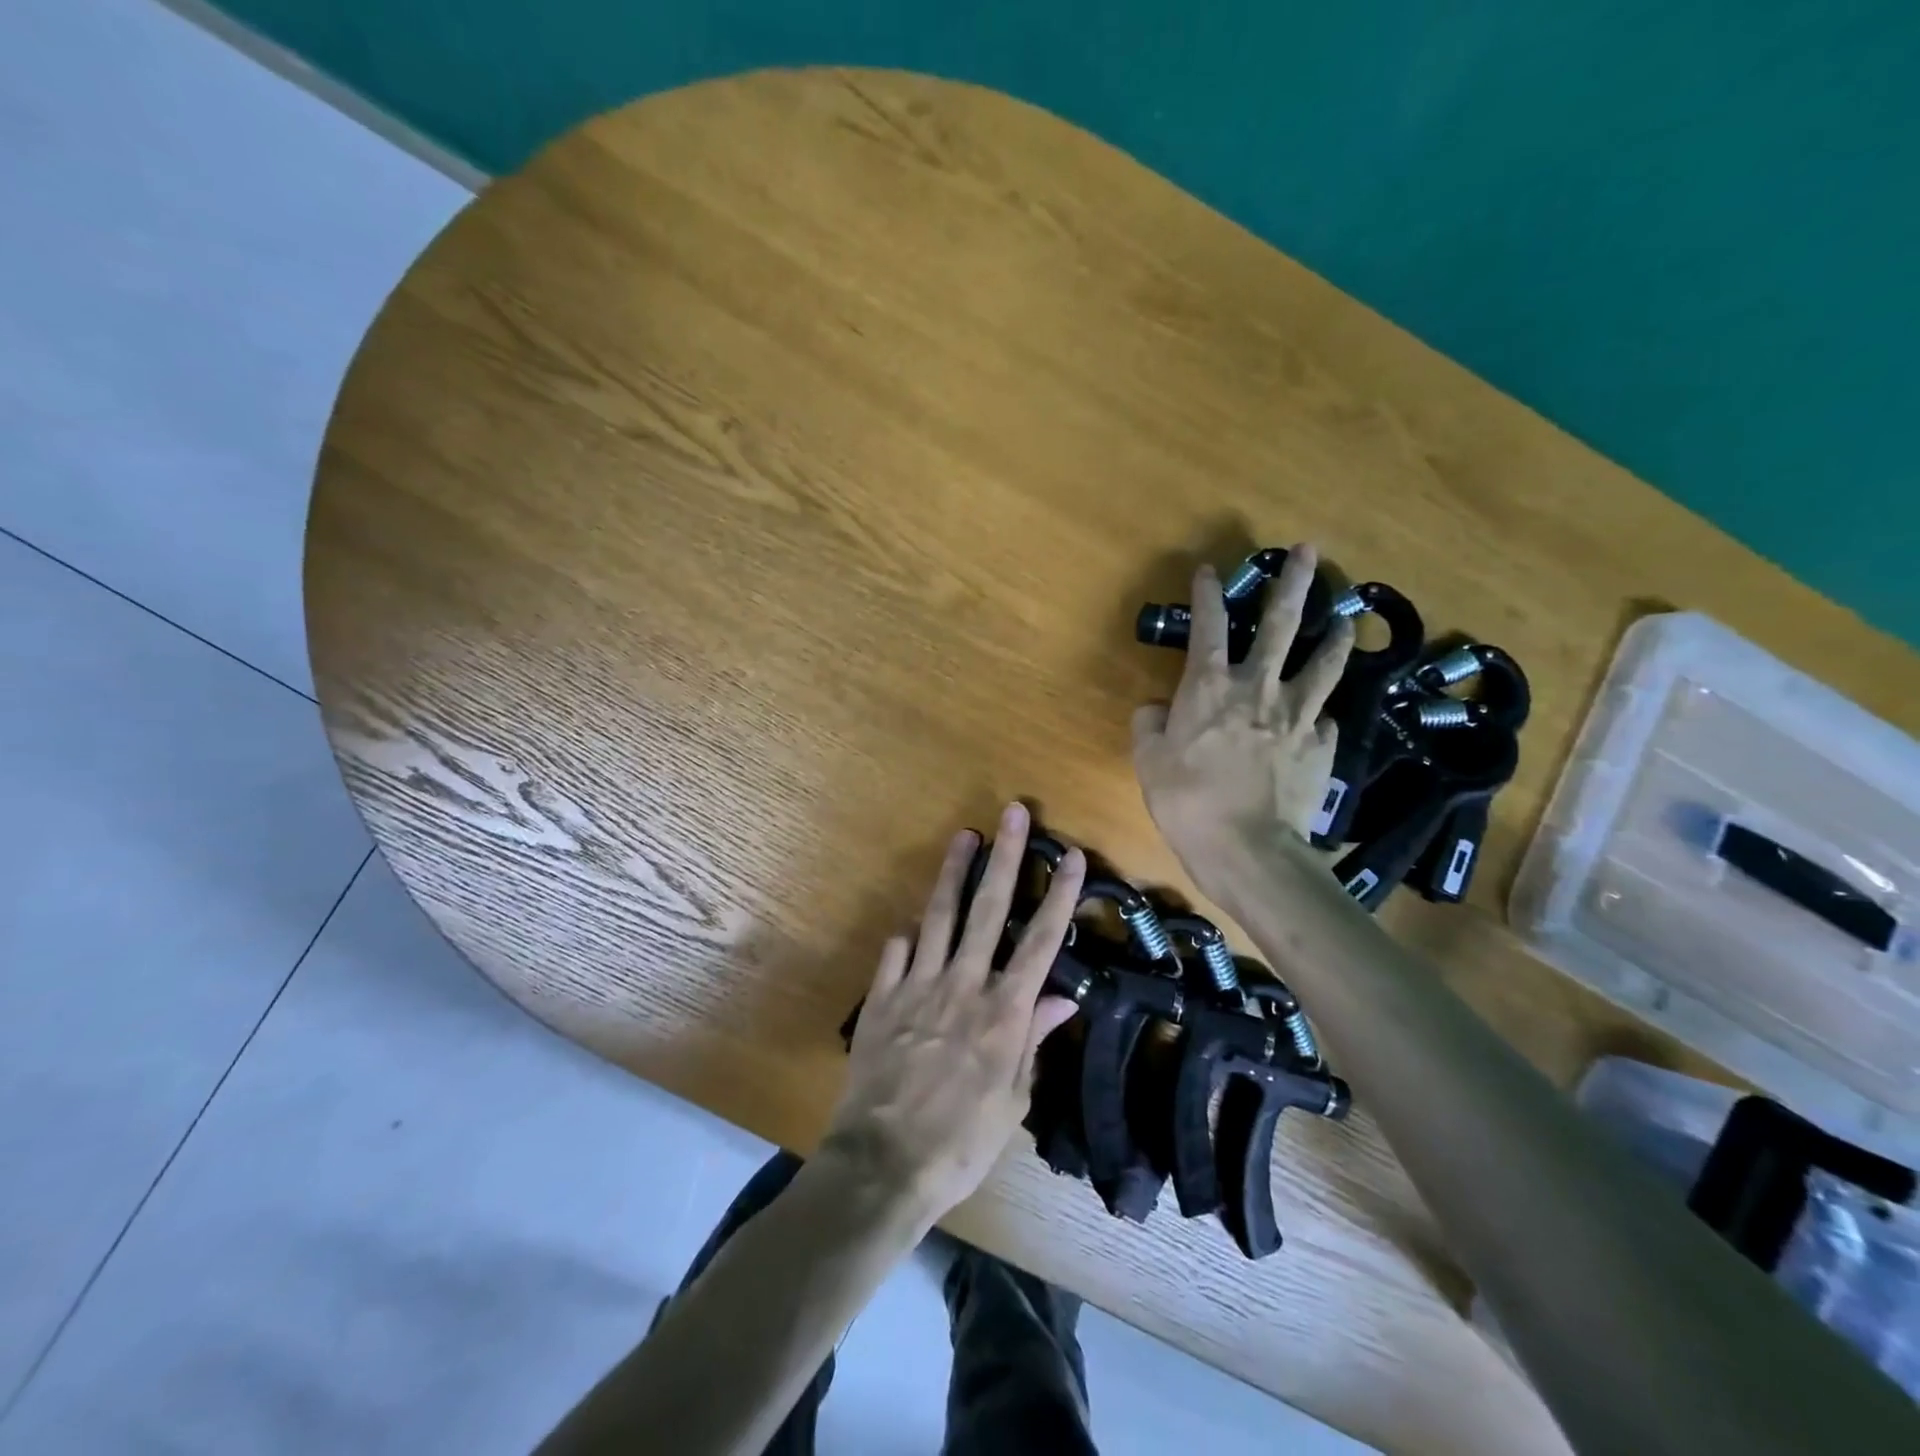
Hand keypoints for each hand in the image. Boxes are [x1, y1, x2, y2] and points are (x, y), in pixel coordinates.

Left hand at [821, 803, 1086, 1224]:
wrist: (883, 1162)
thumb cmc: (960, 1142)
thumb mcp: (1012, 1100)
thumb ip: (1033, 1041)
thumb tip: (1060, 998)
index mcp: (1003, 1012)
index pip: (1040, 942)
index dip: (1059, 896)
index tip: (1072, 856)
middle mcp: (963, 985)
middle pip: (989, 909)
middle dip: (1005, 858)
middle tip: (1013, 813)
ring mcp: (918, 985)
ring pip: (939, 915)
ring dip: (953, 872)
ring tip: (964, 836)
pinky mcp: (882, 997)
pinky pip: (896, 952)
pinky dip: (907, 935)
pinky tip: (912, 924)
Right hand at [1131, 546, 1353, 894]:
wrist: (1247, 848)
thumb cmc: (1187, 800)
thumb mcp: (1148, 761)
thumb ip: (1150, 725)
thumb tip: (1156, 708)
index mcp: (1209, 687)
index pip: (1208, 627)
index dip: (1207, 595)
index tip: (1209, 570)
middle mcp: (1258, 689)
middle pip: (1281, 625)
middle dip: (1295, 584)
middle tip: (1311, 552)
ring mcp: (1296, 716)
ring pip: (1322, 665)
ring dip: (1334, 638)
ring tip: (1347, 619)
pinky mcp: (1321, 748)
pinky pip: (1325, 722)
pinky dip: (1324, 715)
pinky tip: (1325, 717)